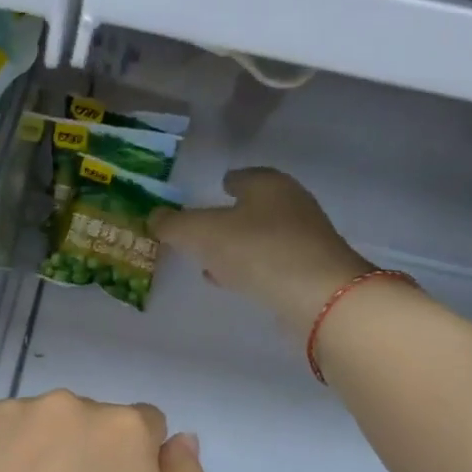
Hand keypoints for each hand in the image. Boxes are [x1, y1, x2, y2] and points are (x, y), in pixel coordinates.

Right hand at [152, 168, 368, 334]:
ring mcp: (304, 240)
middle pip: (253, 207)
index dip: (223, 183)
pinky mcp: (308, 273)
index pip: (242, 176)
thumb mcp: (202, 233)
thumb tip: (153, 216)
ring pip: (261, 237)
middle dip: (229, 217)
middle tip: (202, 229)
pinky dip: (250, 268)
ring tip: (210, 260)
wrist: (318, 296)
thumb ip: (174, 224)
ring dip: (238, 246)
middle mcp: (291, 205)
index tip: (209, 192)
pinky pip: (270, 264)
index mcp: (268, 184)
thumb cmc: (257, 249)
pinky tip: (232, 280)